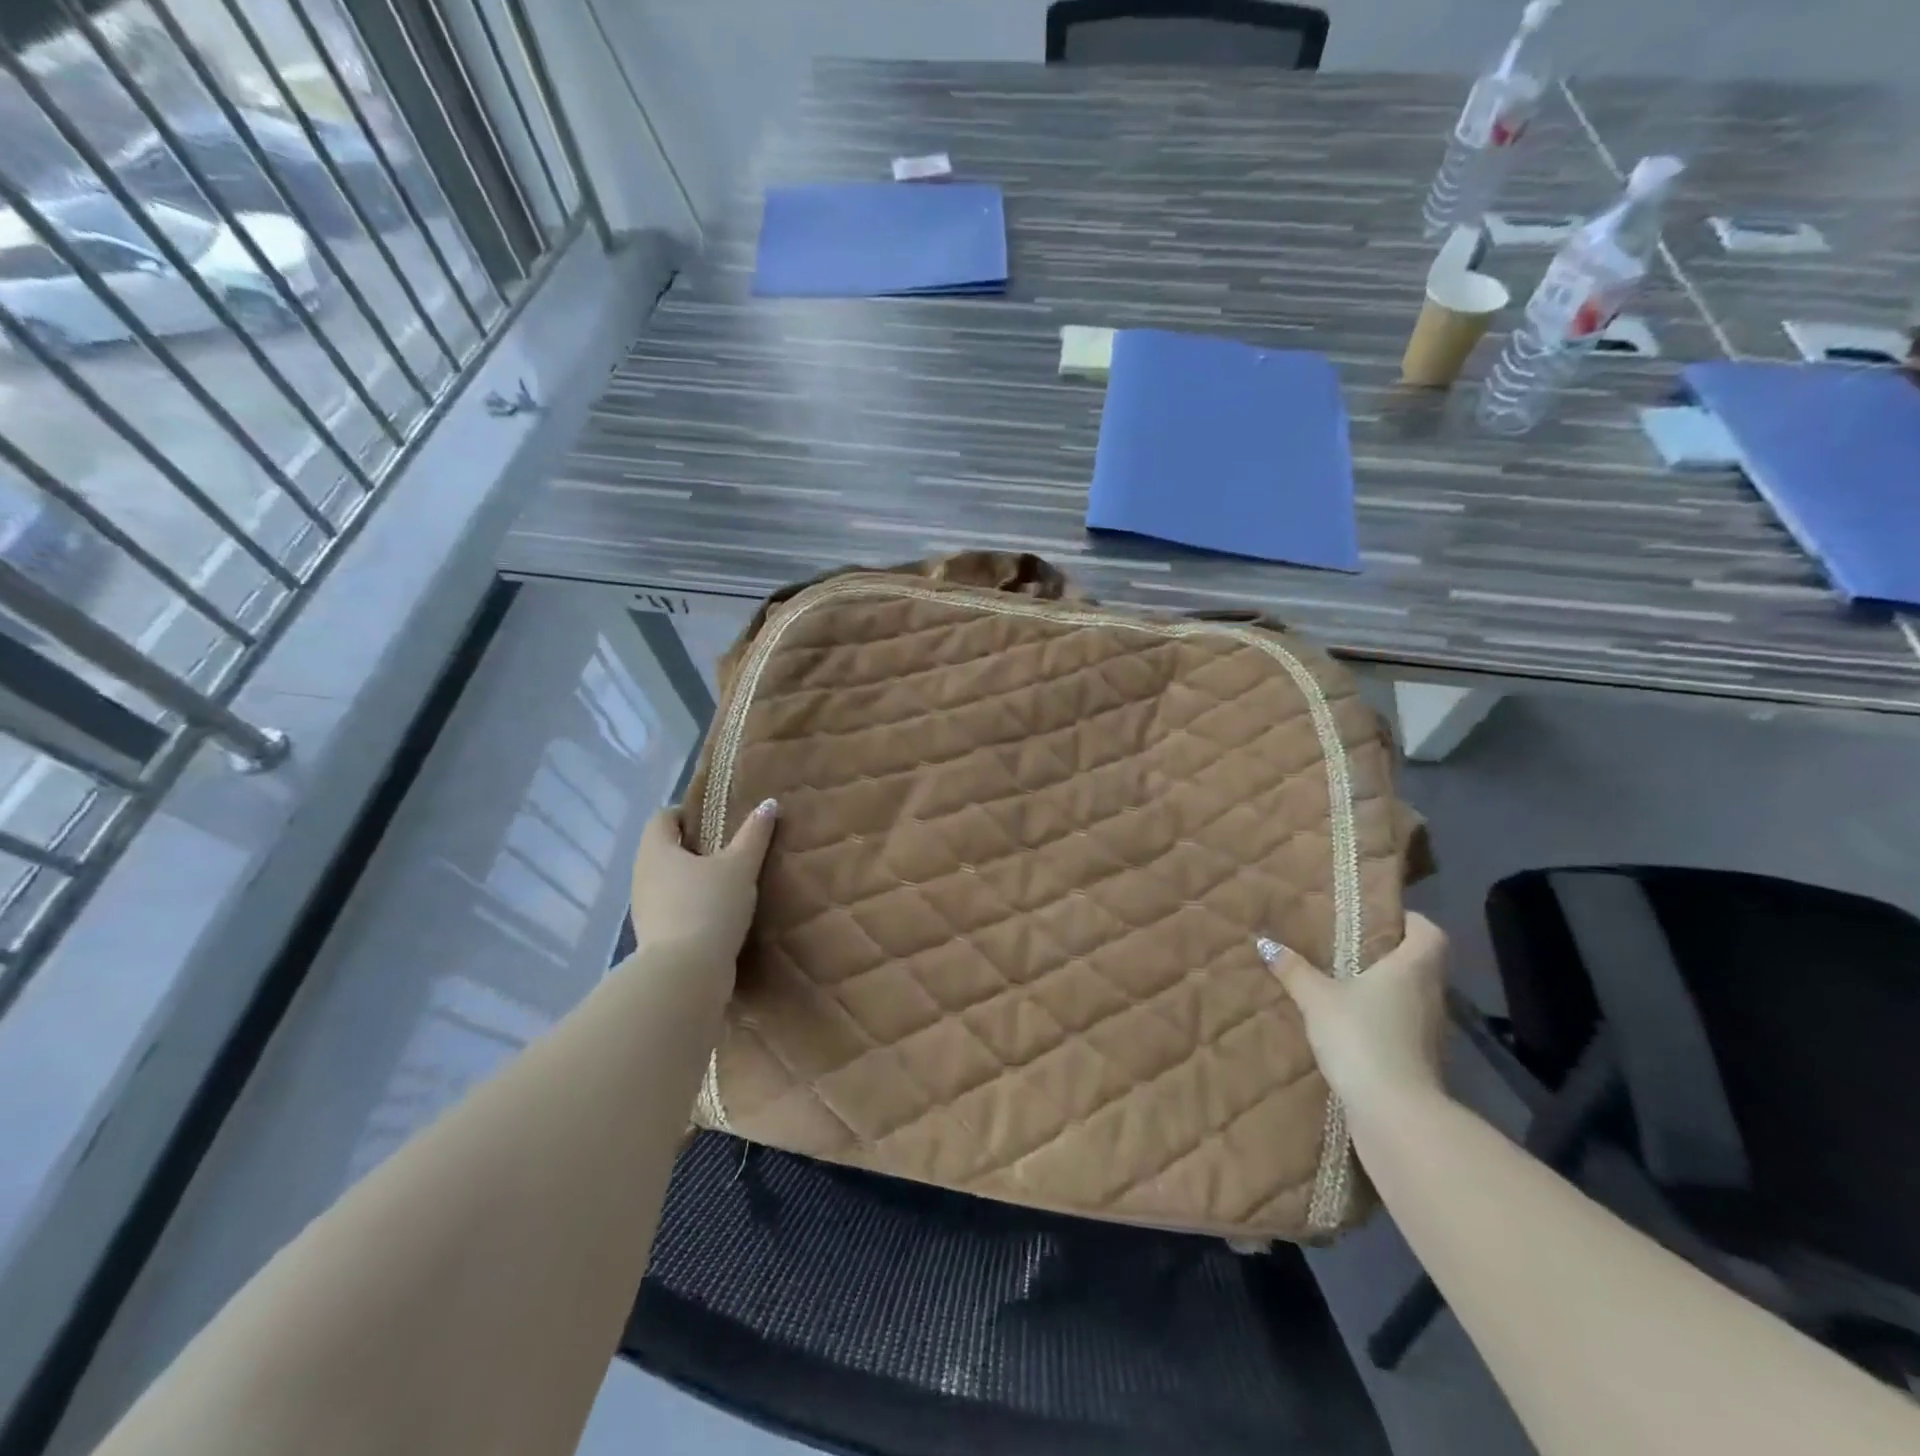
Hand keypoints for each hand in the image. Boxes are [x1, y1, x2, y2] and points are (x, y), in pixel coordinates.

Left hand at [630, 798, 778, 969]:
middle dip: (694, 846)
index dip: (687, 813)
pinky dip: (691, 904)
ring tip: (727, 882)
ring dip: (692, 878)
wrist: (685, 975)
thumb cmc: (709, 907)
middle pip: (664, 849)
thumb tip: (769, 803)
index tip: (718, 820)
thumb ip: (754, 835)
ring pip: (668, 880)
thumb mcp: (740, 867)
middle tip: (729, 849)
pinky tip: (718, 913)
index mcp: (656, 850)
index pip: (663, 817)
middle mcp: (642, 875)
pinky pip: (672, 907)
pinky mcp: (653, 936)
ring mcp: (644, 908)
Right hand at [1258, 913, 1448, 1115]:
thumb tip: (1265, 942)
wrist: (1393, 1112)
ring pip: (1413, 996)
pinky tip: (1353, 1024)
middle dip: (1391, 955)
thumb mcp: (1317, 998)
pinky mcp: (1422, 1060)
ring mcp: (1430, 1031)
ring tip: (1347, 984)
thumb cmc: (1361, 1036)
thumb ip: (1294, 970)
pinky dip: (1385, 1020)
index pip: (1430, 933)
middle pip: (1422, 964)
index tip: (1381, 919)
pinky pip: (1405, 1026)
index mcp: (1412, 968)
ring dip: (1387, 990)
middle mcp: (1430, 995)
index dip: (1410, 922)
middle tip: (1352, 947)